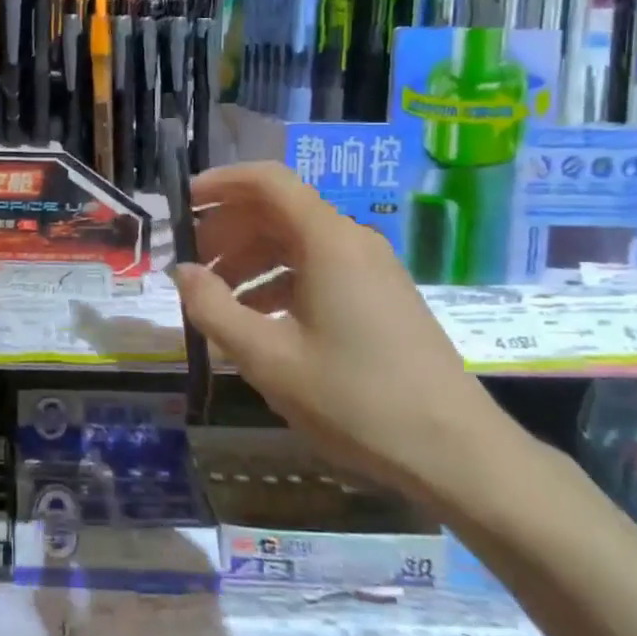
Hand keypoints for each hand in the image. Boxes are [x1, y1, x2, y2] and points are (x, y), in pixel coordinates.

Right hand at [171, 162, 507, 498]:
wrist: (456, 454)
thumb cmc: (355, 400)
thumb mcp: (268, 358)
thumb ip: (214, 308)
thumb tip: (182, 271)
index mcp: (328, 241)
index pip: (267, 181)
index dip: (219, 184)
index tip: (180, 207)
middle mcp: (351, 242)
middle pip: (278, 210)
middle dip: (227, 229)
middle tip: (189, 263)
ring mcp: (371, 269)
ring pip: (296, 242)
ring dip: (249, 259)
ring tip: (215, 297)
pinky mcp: (380, 297)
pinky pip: (318, 269)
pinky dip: (278, 281)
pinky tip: (258, 319)